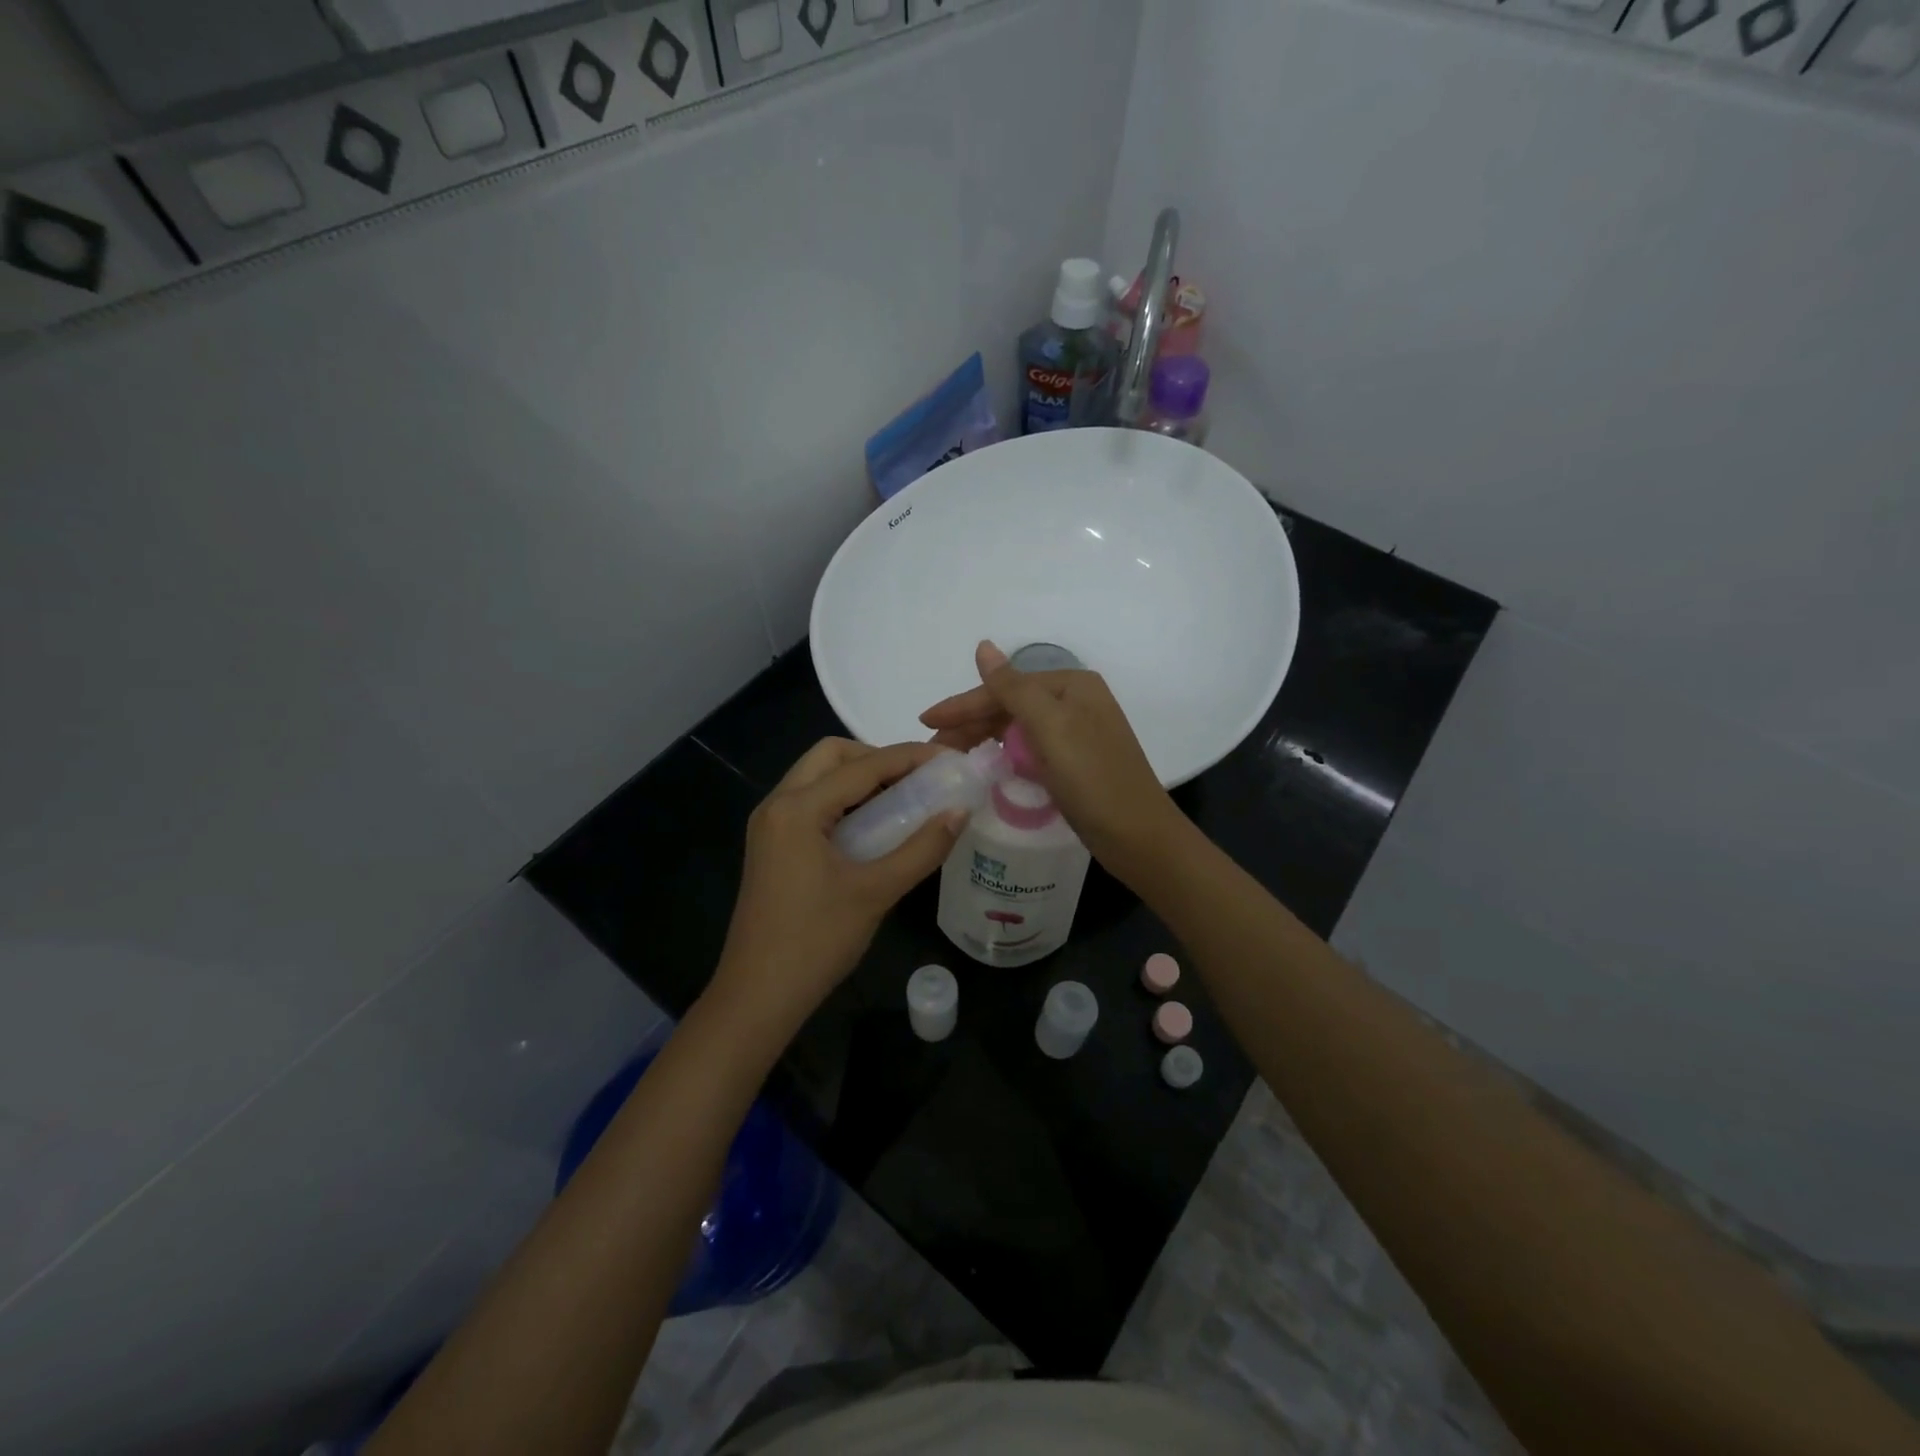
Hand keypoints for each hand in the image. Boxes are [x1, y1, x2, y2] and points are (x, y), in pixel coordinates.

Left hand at [708, 738, 964, 1039]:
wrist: (758, 996)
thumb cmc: (816, 942)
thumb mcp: (876, 892)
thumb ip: (922, 848)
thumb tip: (960, 812)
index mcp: (797, 809)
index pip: (862, 766)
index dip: (909, 758)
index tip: (949, 760)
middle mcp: (777, 804)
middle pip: (831, 756)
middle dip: (877, 758)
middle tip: (917, 780)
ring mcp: (769, 826)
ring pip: (817, 778)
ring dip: (859, 778)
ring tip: (903, 800)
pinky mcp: (771, 846)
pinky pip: (810, 803)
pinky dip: (843, 801)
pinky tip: (873, 827)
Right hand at [919, 641, 1182, 874]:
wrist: (1137, 836)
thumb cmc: (1093, 778)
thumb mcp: (1050, 727)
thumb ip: (1013, 687)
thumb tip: (983, 646)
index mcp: (1071, 685)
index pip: (1005, 687)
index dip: (963, 704)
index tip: (925, 721)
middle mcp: (1075, 702)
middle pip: (1010, 705)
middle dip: (969, 722)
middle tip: (932, 747)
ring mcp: (1076, 734)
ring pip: (1016, 728)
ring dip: (982, 738)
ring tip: (949, 756)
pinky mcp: (1073, 763)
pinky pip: (1028, 749)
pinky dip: (1003, 754)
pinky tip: (985, 765)